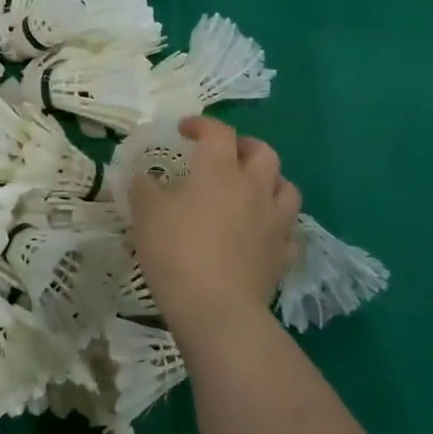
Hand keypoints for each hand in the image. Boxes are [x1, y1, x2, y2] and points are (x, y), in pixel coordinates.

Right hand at [129, 117, 300, 332]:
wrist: (215, 308)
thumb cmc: (176, 251)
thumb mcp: (146, 213)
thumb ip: (144, 188)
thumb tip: (144, 178)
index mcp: (220, 170)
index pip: (218, 132)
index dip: (202, 125)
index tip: (184, 130)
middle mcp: (254, 188)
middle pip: (264, 153)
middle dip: (245, 147)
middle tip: (226, 156)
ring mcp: (274, 222)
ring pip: (286, 188)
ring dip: (271, 182)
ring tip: (252, 190)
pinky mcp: (282, 255)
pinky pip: (288, 231)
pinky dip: (277, 225)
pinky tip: (262, 233)